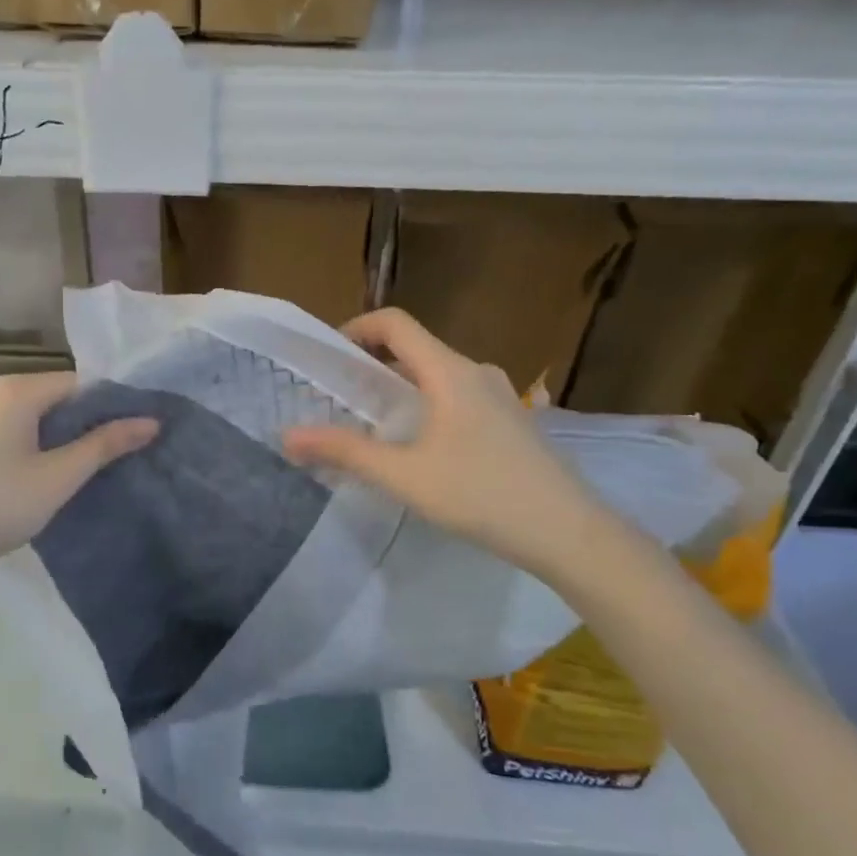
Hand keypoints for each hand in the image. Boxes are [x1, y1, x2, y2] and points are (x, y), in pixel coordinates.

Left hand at [0, 371, 156, 592]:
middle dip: (87, 423)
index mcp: (15, 389)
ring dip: (59, 436)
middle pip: (55, 396)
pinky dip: (32, 444)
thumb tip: (151, 421)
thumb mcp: (58, 478)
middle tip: (118, 456)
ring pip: (31, 415)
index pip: (81, 383)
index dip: (112, 406)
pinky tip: (41, 474)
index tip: (137, 434)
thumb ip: (104, 445)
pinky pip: (8, 429)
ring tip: (86, 469)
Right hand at [283, 309, 602, 575]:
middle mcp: (476, 371)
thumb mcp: (404, 475)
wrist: (568, 532)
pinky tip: (422, 449)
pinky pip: (459, 397)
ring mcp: (501, 396)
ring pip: (438, 376)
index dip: (356, 328)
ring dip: (402, 389)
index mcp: (449, 371)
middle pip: (415, 349)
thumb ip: (345, 452)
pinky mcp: (512, 421)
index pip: (395, 323)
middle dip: (373, 366)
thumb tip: (288, 435)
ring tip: (375, 427)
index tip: (329, 357)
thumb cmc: (481, 494)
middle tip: (341, 400)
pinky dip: (428, 406)